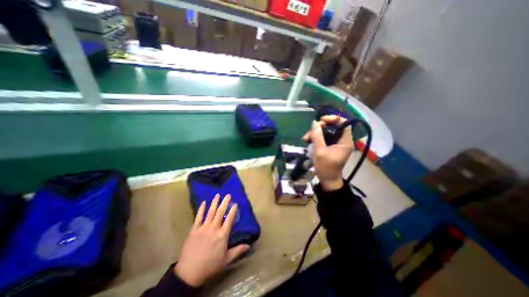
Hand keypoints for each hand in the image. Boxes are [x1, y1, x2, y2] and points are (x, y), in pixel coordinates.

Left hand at [172, 194, 249, 285]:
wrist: (189, 273)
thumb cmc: (210, 266)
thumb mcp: (226, 260)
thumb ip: (238, 251)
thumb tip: (249, 245)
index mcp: (222, 235)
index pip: (229, 219)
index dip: (233, 211)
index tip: (235, 204)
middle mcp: (214, 228)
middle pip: (220, 212)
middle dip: (225, 202)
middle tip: (228, 195)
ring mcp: (203, 228)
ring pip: (210, 212)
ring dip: (214, 203)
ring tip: (218, 195)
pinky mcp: (194, 230)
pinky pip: (198, 217)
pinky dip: (201, 209)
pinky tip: (204, 202)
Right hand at [304, 115, 351, 191]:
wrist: (327, 180)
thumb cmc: (326, 167)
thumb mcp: (320, 152)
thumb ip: (317, 137)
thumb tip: (314, 123)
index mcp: (345, 141)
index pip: (344, 123)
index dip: (333, 119)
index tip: (321, 120)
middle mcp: (342, 141)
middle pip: (332, 127)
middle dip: (319, 128)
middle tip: (309, 133)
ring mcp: (335, 144)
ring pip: (326, 132)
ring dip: (315, 133)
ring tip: (305, 139)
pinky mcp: (330, 147)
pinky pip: (323, 138)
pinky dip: (316, 138)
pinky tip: (308, 141)